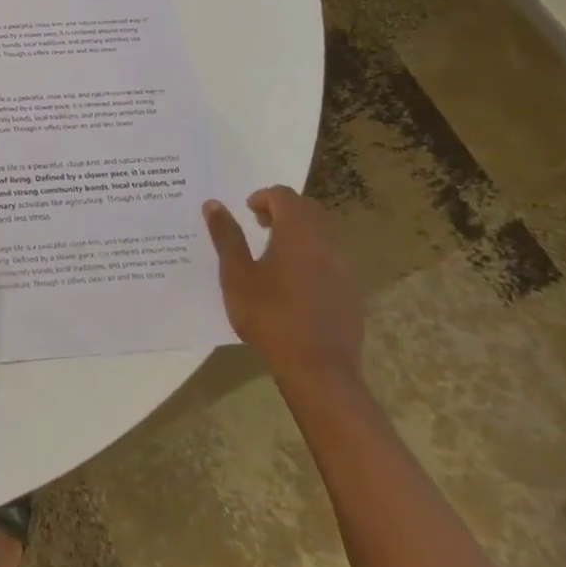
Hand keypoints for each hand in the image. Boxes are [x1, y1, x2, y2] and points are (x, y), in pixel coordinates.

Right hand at [204, 187, 362, 389]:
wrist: (319, 371)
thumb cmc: (270, 317)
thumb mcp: (237, 275)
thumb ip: (226, 236)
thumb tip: (214, 204)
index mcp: (298, 232)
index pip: (284, 195)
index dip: (263, 197)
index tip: (247, 211)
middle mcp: (325, 243)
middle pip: (307, 210)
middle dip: (283, 211)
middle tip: (259, 226)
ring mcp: (343, 269)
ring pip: (321, 235)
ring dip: (298, 234)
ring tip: (274, 256)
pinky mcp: (351, 293)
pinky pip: (330, 260)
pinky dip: (311, 257)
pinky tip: (294, 285)